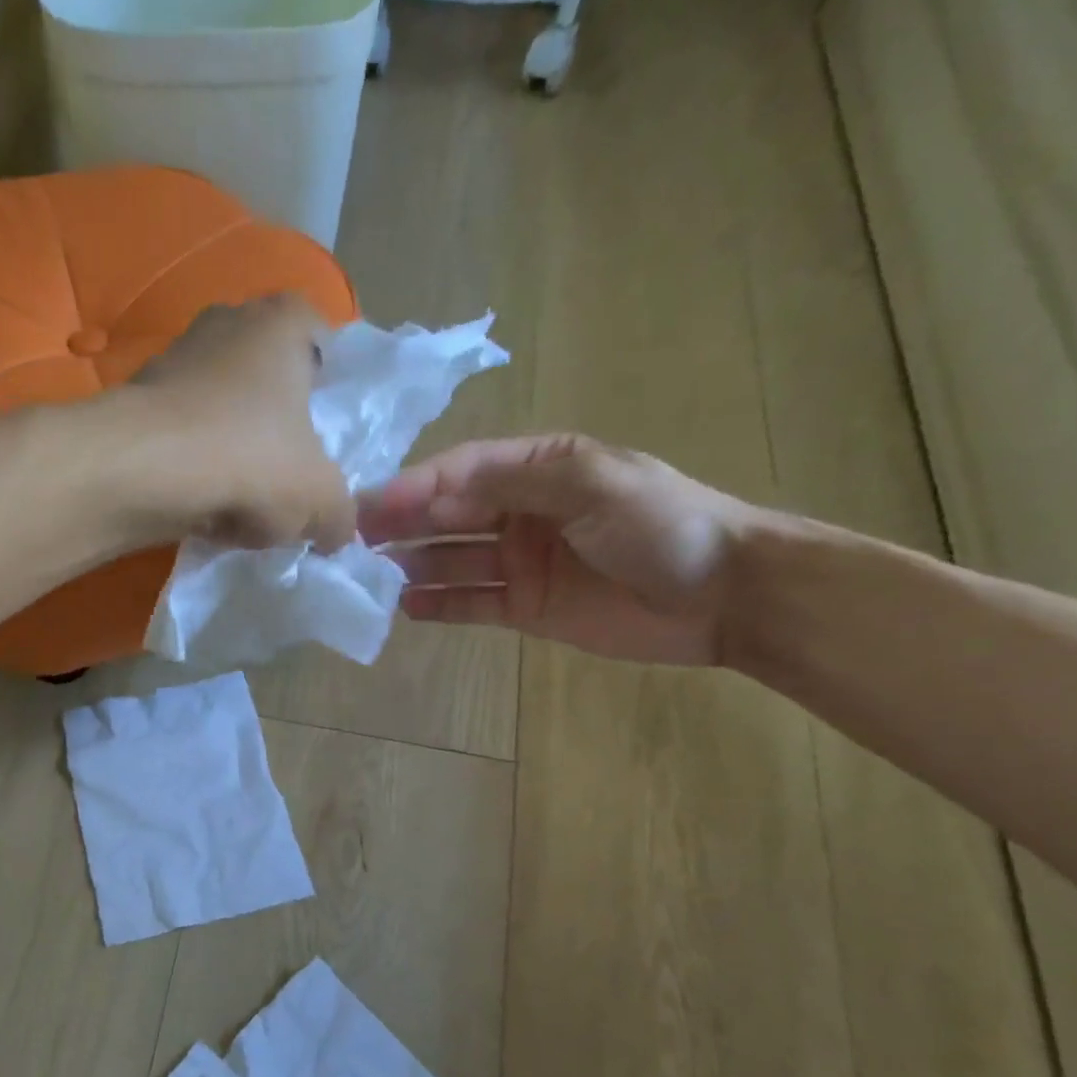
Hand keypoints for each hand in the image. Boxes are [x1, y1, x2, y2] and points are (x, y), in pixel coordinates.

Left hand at [128, 297, 353, 551]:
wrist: (141, 470)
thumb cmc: (249, 459)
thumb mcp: (319, 499)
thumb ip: (341, 515)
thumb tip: (339, 532)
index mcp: (282, 322)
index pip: (320, 336)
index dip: (328, 385)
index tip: (325, 431)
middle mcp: (227, 323)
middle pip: (268, 379)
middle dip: (278, 427)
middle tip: (288, 474)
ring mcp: (174, 359)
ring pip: (222, 410)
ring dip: (234, 453)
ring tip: (242, 505)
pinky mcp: (138, 402)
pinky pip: (183, 437)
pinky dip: (195, 469)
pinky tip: (203, 508)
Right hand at [357, 434, 771, 665]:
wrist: (723, 595)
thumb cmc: (662, 525)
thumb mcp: (592, 483)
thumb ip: (514, 482)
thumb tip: (437, 486)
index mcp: (538, 469)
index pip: (463, 471)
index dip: (416, 485)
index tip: (372, 504)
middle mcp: (520, 512)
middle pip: (447, 514)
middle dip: (401, 523)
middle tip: (353, 539)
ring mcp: (519, 562)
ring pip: (450, 559)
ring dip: (410, 563)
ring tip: (370, 576)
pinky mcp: (524, 607)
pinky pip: (468, 602)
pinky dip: (437, 603)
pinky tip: (406, 606)